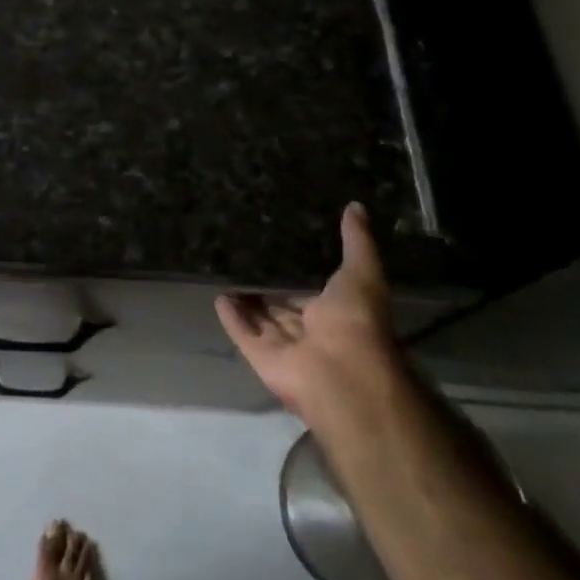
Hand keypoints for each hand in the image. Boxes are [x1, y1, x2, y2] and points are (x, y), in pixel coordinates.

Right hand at [216, 203, 407, 431]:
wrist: (344, 375)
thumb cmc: (357, 320)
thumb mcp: (362, 272)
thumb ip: (357, 241)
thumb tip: (356, 205)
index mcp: (335, 314)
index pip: (312, 294)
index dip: (298, 277)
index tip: (281, 251)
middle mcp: (310, 332)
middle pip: (283, 309)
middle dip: (269, 290)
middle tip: (247, 259)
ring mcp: (285, 348)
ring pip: (261, 321)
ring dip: (247, 302)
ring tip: (226, 273)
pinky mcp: (261, 358)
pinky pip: (243, 334)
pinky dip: (231, 318)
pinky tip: (217, 297)